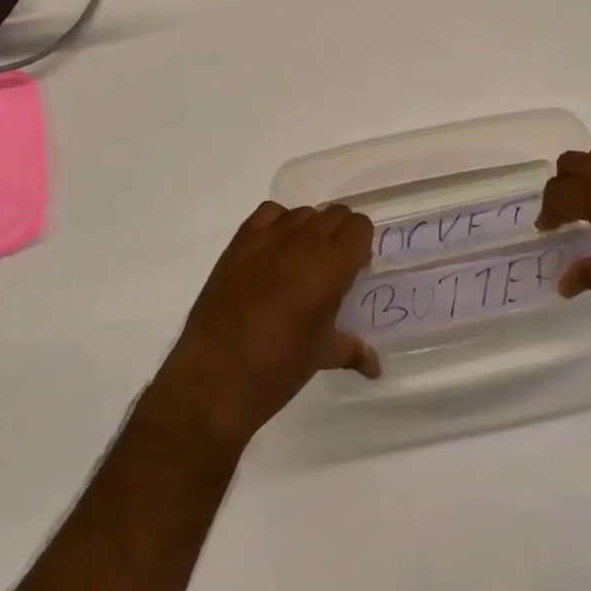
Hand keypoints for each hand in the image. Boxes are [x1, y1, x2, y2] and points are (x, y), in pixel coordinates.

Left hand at [144, 202, 378, 450]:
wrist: (214, 377)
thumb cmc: (278, 368)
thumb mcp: (321, 356)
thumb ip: (352, 349)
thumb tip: (376, 366)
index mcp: (332, 265)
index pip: (359, 227)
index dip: (360, 245)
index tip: (353, 270)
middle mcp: (304, 240)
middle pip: (334, 214)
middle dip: (339, 236)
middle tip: (331, 270)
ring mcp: (269, 236)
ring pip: (304, 213)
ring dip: (310, 231)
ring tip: (300, 264)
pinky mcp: (240, 241)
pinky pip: (269, 213)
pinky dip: (278, 224)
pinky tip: (274, 252)